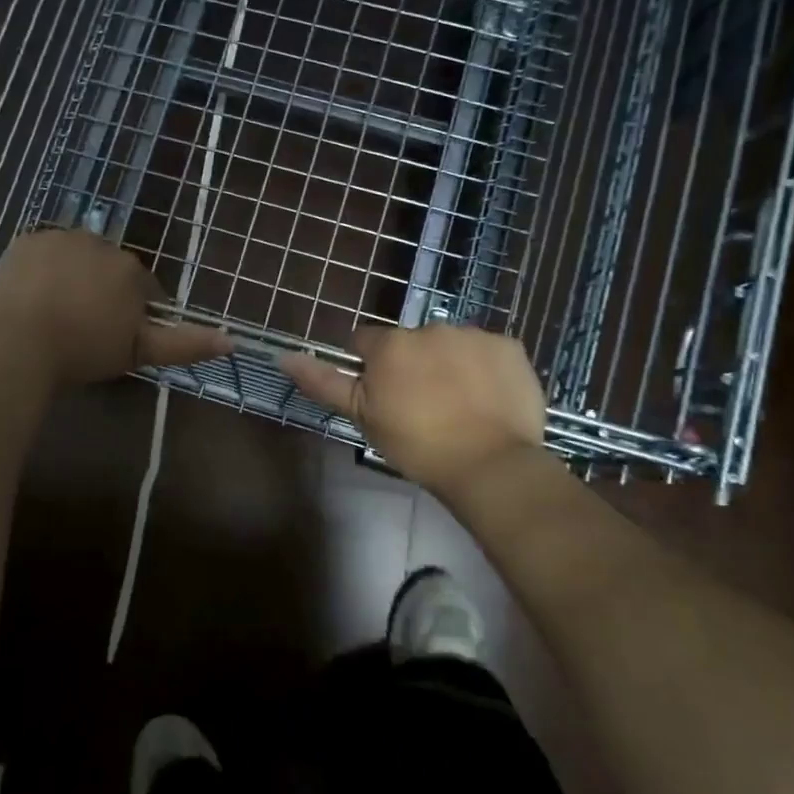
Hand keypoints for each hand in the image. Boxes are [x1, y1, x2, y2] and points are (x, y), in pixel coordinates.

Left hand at [0, 229, 230, 387]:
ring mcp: (59, 238)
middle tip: (82, 328)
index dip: (130, 313)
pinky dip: (41, 270)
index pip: (141, 287)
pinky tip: (32, 297)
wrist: (18, 343)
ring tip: (54, 313)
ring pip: (75, 258)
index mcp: (129, 269)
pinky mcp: (26, 240)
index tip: (113, 337)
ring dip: (71, 277)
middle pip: (108, 268)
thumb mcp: (139, 352)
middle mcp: (99, 244)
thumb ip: (185, 344)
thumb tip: (233, 341)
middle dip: (101, 292)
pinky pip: (42, 254)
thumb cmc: (84, 351)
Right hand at [280, 324, 546, 496]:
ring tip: (460, 405)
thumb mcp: (364, 417)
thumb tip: (284, 356)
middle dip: (412, 364)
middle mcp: (429, 328)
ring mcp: (473, 334)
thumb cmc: (418, 445)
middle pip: (410, 342)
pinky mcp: (509, 346)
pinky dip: (485, 368)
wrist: (490, 465)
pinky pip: (488, 351)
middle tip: (423, 405)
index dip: (370, 367)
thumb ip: (324, 382)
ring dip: (449, 363)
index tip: (383, 395)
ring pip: (450, 344)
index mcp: (391, 345)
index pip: (365, 342)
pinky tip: (488, 399)